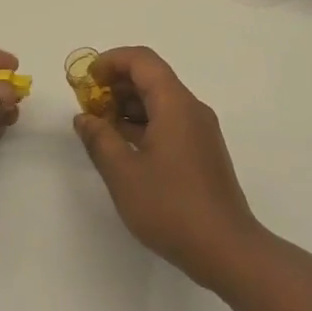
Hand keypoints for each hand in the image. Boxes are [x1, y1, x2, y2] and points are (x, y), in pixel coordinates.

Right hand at [72, 46, 261, 286]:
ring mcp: (200, 131)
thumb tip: (84, 118)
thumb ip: (99, 139)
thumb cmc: (171, 207)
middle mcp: (192, 109)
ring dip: (128, 106)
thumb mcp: (123, 173)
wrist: (226, 250)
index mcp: (175, 104)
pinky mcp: (202, 152)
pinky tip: (124, 147)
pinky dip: (143, 124)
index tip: (85, 79)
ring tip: (100, 127)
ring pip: (160, 101)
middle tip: (88, 105)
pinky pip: (169, 121)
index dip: (110, 61)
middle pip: (152, 78)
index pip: (142, 60)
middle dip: (116, 84)